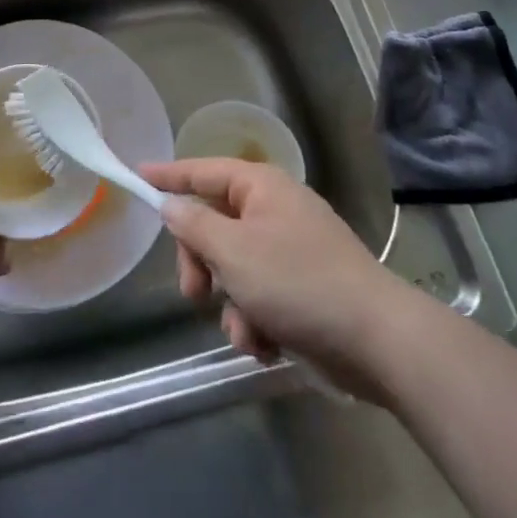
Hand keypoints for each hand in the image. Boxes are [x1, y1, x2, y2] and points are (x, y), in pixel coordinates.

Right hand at [141, 158, 405, 397]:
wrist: (378, 341)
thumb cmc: (298, 282)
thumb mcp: (233, 252)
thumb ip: (194, 226)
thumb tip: (172, 204)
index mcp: (260, 188)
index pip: (202, 171)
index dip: (168, 175)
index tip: (138, 175)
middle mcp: (275, 211)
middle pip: (214, 226)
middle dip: (202, 264)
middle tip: (194, 293)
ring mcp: (292, 250)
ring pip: (235, 269)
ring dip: (230, 304)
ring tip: (246, 333)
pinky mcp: (305, 289)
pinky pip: (260, 297)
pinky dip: (256, 322)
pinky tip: (267, 346)